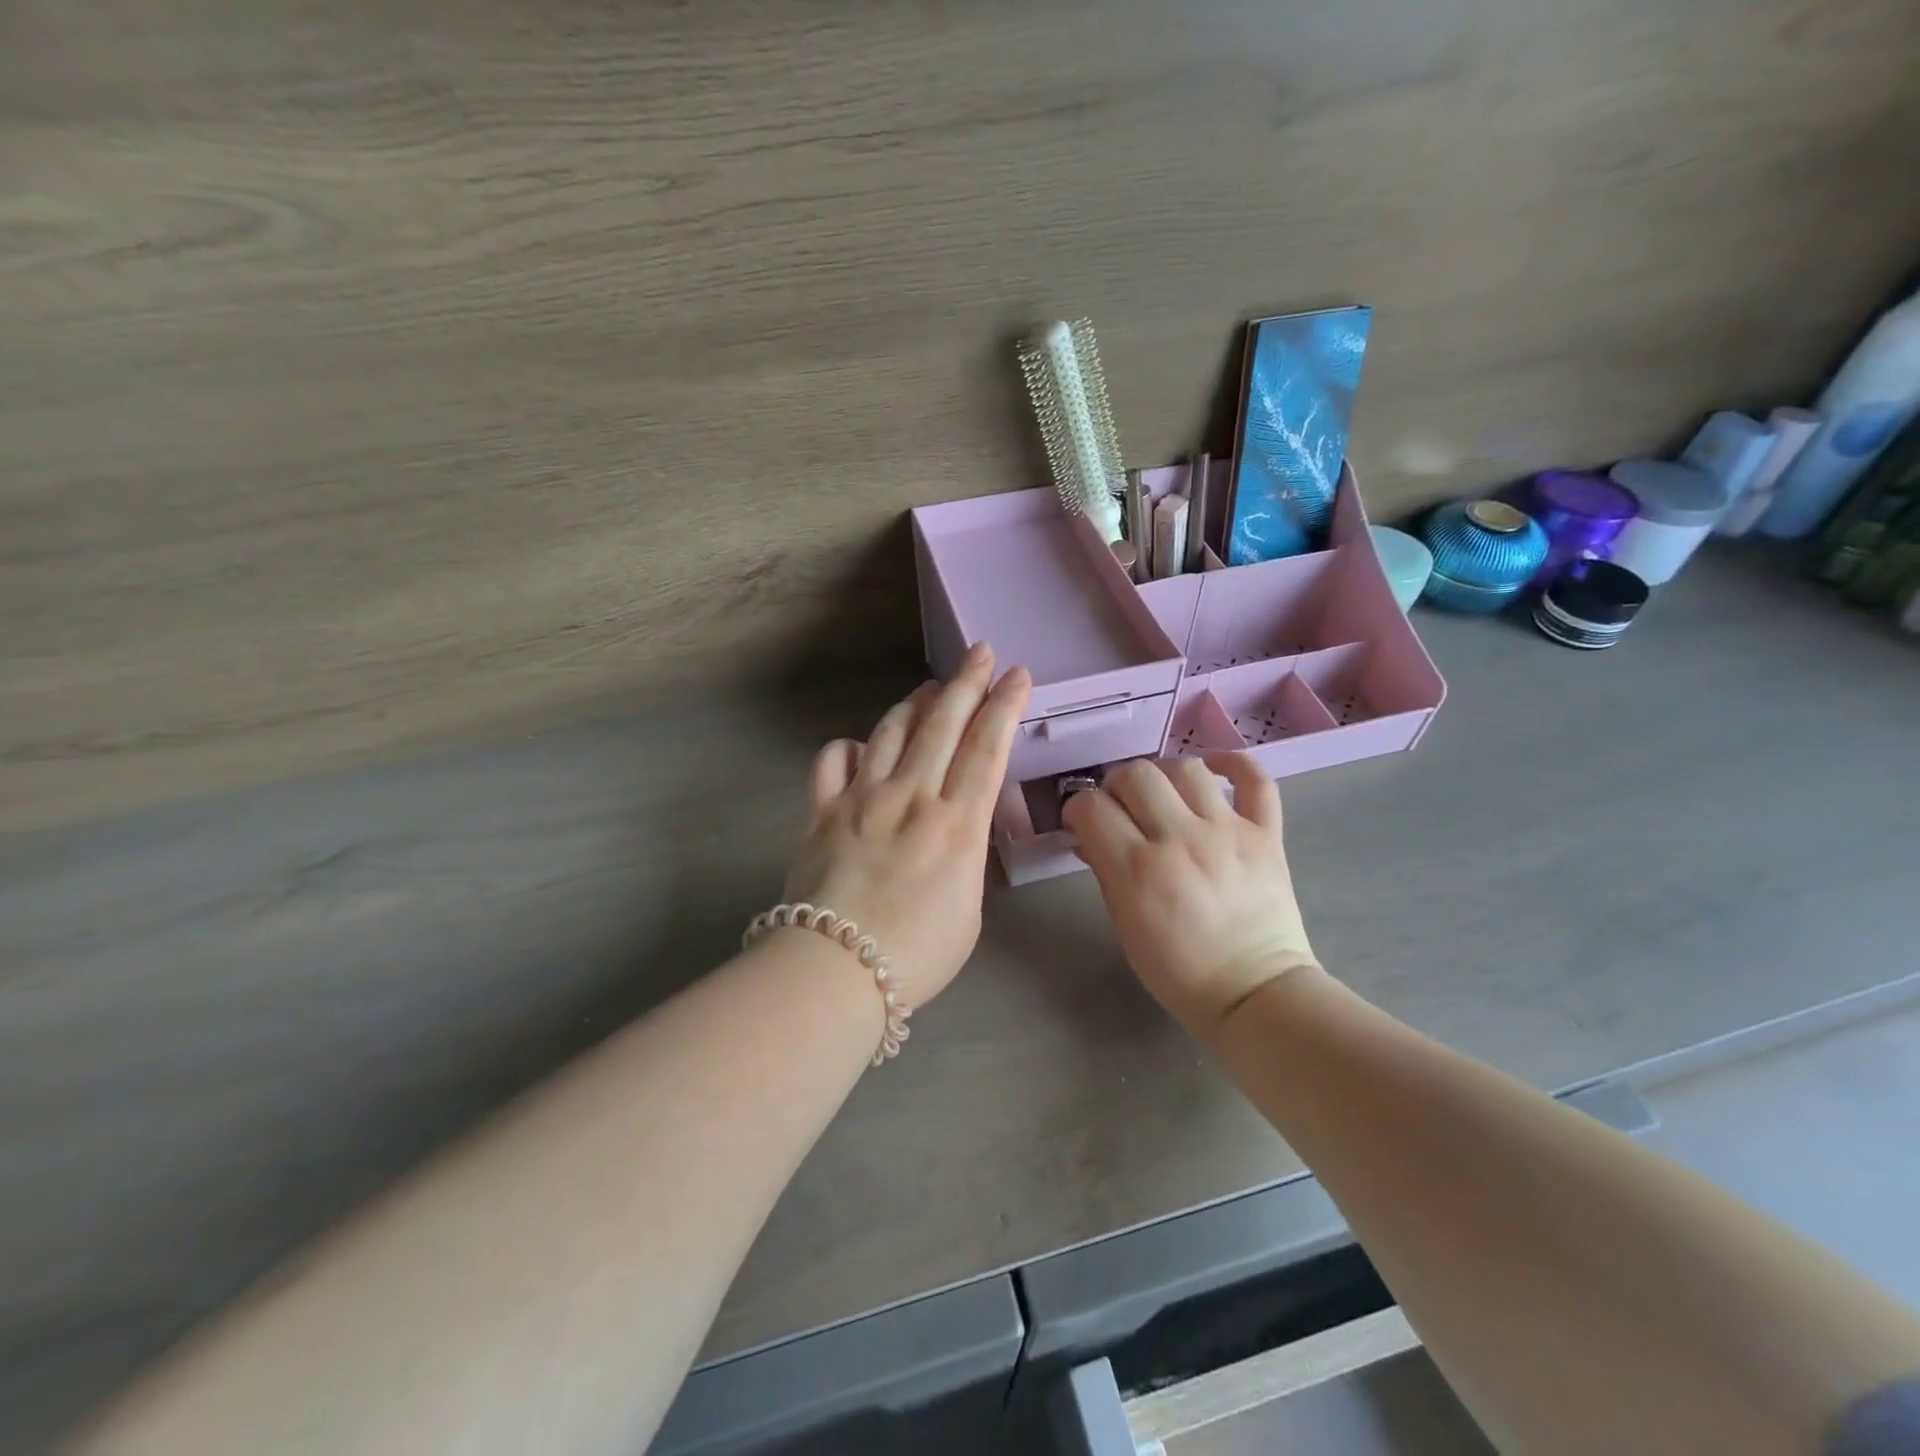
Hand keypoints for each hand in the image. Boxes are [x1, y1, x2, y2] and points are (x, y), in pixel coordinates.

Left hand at [783, 644, 1031, 1009]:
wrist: (836, 971)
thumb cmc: (916, 955)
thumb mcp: (968, 908)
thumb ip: (965, 855)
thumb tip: (954, 825)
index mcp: (956, 823)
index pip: (986, 748)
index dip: (1005, 705)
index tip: (1017, 675)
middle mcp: (911, 796)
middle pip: (943, 724)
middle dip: (966, 682)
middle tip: (980, 652)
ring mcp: (862, 798)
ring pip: (891, 731)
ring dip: (915, 703)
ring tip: (930, 688)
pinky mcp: (821, 810)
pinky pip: (833, 760)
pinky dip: (849, 746)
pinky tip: (860, 745)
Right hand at [1062, 754, 1319, 1042]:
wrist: (1255, 994)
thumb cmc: (1178, 970)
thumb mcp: (1125, 926)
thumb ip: (1106, 871)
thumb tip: (1089, 834)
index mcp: (1137, 870)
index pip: (1091, 806)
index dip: (1078, 808)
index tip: (1083, 821)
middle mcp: (1180, 840)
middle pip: (1135, 774)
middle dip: (1116, 785)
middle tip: (1120, 807)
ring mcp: (1228, 832)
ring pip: (1186, 768)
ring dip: (1163, 774)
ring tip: (1162, 794)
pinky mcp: (1266, 834)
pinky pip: (1255, 778)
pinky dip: (1234, 763)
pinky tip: (1214, 769)